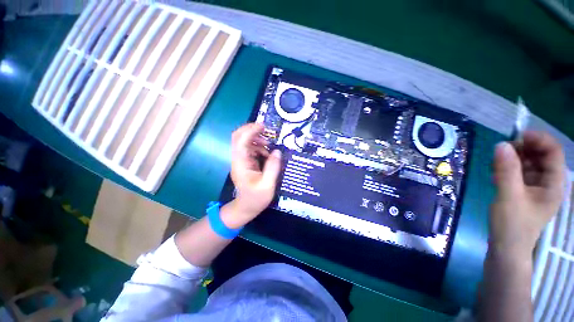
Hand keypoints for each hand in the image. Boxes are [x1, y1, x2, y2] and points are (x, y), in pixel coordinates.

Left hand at [222, 123, 281, 227]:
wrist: (245, 208)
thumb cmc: (256, 199)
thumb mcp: (267, 185)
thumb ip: (273, 167)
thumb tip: (277, 151)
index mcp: (241, 164)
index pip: (240, 141)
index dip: (250, 131)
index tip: (263, 126)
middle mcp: (238, 159)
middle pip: (238, 138)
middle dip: (250, 130)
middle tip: (265, 129)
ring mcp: (240, 161)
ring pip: (244, 142)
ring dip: (255, 139)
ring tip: (269, 144)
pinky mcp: (244, 163)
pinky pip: (249, 149)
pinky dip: (258, 147)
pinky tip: (267, 153)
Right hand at [490, 131, 565, 258]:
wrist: (506, 249)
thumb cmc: (512, 225)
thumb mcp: (508, 196)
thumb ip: (506, 170)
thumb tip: (501, 144)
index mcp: (554, 184)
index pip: (553, 152)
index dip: (538, 139)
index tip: (516, 136)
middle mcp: (549, 183)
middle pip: (541, 155)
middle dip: (523, 149)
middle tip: (501, 152)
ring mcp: (537, 188)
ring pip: (529, 163)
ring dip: (513, 159)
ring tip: (495, 165)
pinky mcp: (525, 192)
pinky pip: (520, 172)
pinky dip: (508, 169)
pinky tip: (496, 174)